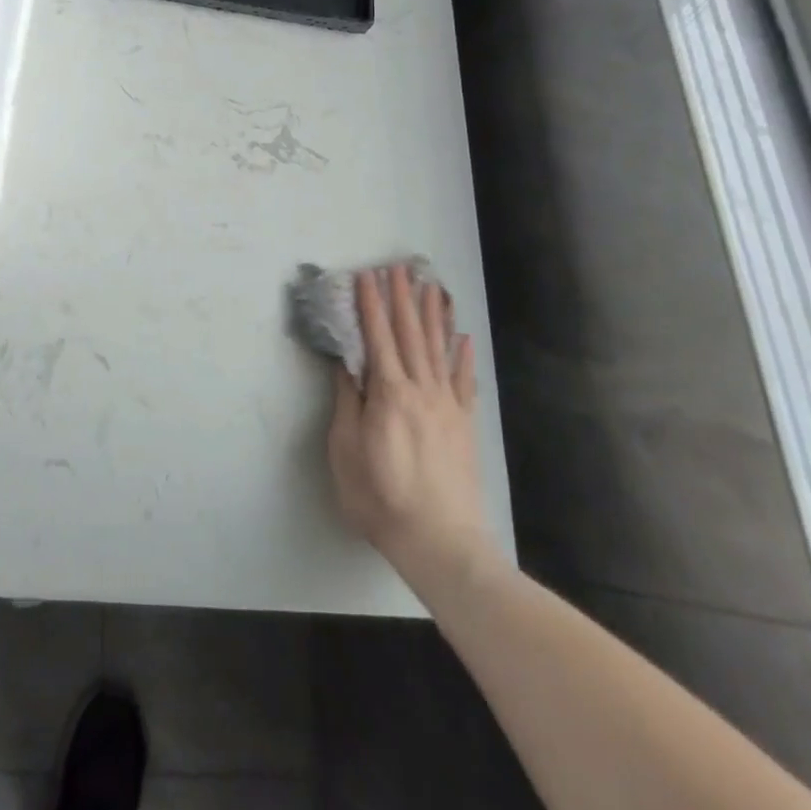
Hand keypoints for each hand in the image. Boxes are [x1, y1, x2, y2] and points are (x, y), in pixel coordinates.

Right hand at [328, 265, 495, 583]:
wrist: (440, 542)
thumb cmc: (381, 498)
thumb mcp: (346, 451)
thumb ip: (348, 403)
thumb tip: (346, 365)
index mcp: (389, 394)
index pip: (377, 337)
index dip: (371, 305)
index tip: (366, 276)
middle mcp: (421, 389)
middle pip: (410, 334)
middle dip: (402, 298)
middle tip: (398, 267)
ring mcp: (447, 405)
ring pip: (438, 349)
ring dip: (432, 315)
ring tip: (430, 286)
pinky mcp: (463, 424)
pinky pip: (463, 381)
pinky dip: (462, 357)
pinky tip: (462, 338)